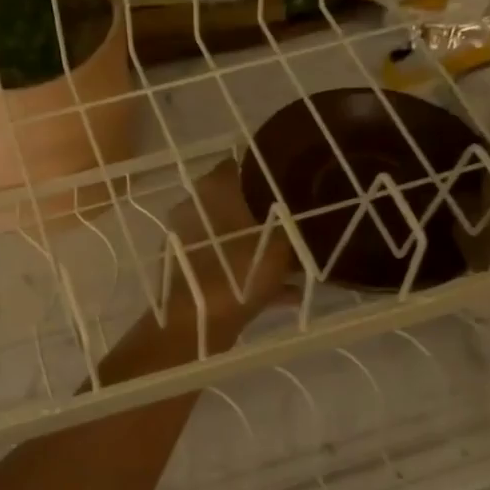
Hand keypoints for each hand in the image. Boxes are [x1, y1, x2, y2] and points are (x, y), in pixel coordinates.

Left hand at [163, 159, 293, 335]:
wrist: (195, 324)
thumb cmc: (238, 272)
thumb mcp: (279, 244)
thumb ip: (290, 225)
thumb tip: (299, 210)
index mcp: (212, 190)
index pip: (237, 165)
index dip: (265, 170)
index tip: (290, 180)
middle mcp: (194, 210)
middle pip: (236, 203)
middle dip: (265, 214)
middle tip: (299, 222)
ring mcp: (189, 243)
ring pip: (233, 239)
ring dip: (261, 249)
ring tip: (299, 262)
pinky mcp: (190, 273)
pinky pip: (228, 267)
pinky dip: (253, 277)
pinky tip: (288, 293)